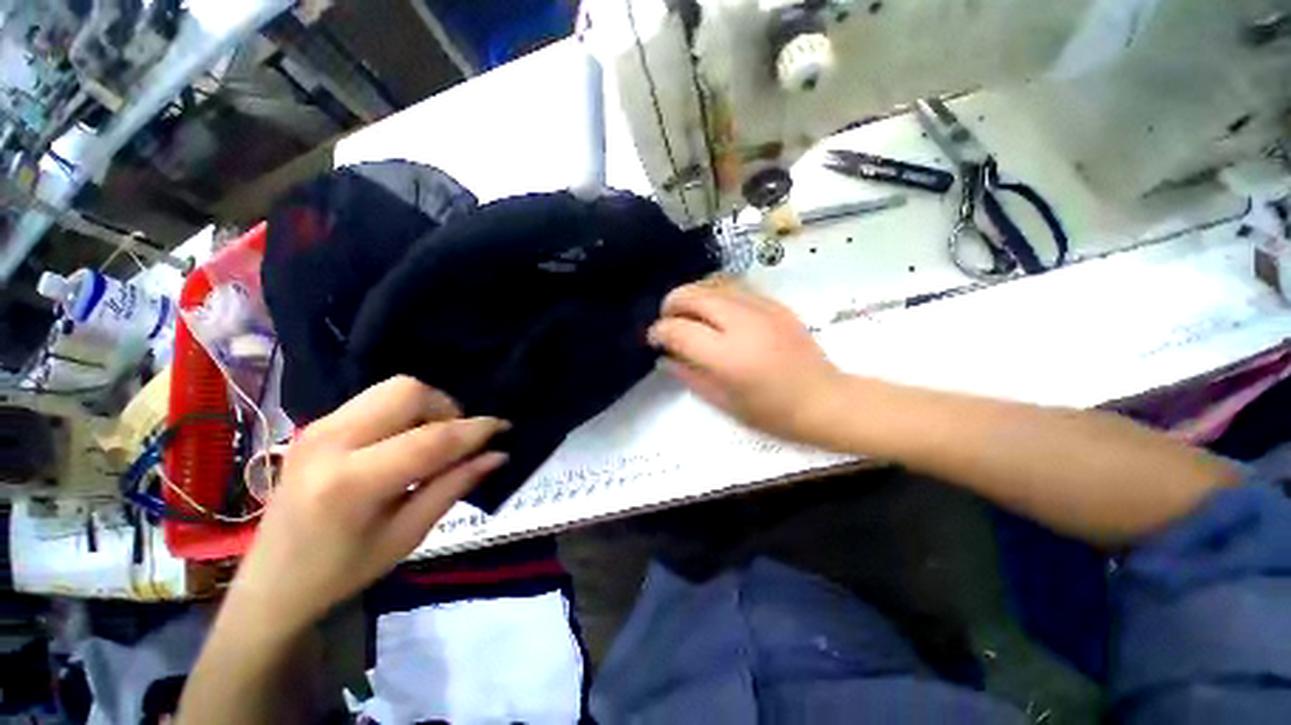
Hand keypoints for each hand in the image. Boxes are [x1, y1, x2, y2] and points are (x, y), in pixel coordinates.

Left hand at [229, 376, 508, 632]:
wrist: (271, 581)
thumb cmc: (341, 571)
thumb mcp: (407, 536)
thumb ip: (454, 487)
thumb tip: (498, 455)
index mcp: (350, 482)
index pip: (431, 439)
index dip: (475, 430)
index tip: (504, 428)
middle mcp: (330, 441)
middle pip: (409, 391)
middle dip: (447, 409)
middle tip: (457, 441)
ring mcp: (318, 427)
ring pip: (394, 388)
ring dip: (427, 408)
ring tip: (432, 441)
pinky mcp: (317, 424)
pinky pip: (377, 399)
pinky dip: (405, 412)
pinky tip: (405, 442)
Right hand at [648, 280, 841, 444]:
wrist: (825, 399)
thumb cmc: (773, 413)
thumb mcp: (724, 402)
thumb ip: (689, 375)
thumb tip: (665, 357)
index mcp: (728, 357)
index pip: (679, 330)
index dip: (659, 331)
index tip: (653, 339)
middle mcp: (743, 324)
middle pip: (693, 296)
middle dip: (671, 304)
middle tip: (667, 321)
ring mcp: (762, 309)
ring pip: (712, 284)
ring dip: (692, 295)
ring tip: (688, 313)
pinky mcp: (775, 304)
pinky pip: (735, 287)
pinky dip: (715, 294)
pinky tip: (714, 311)